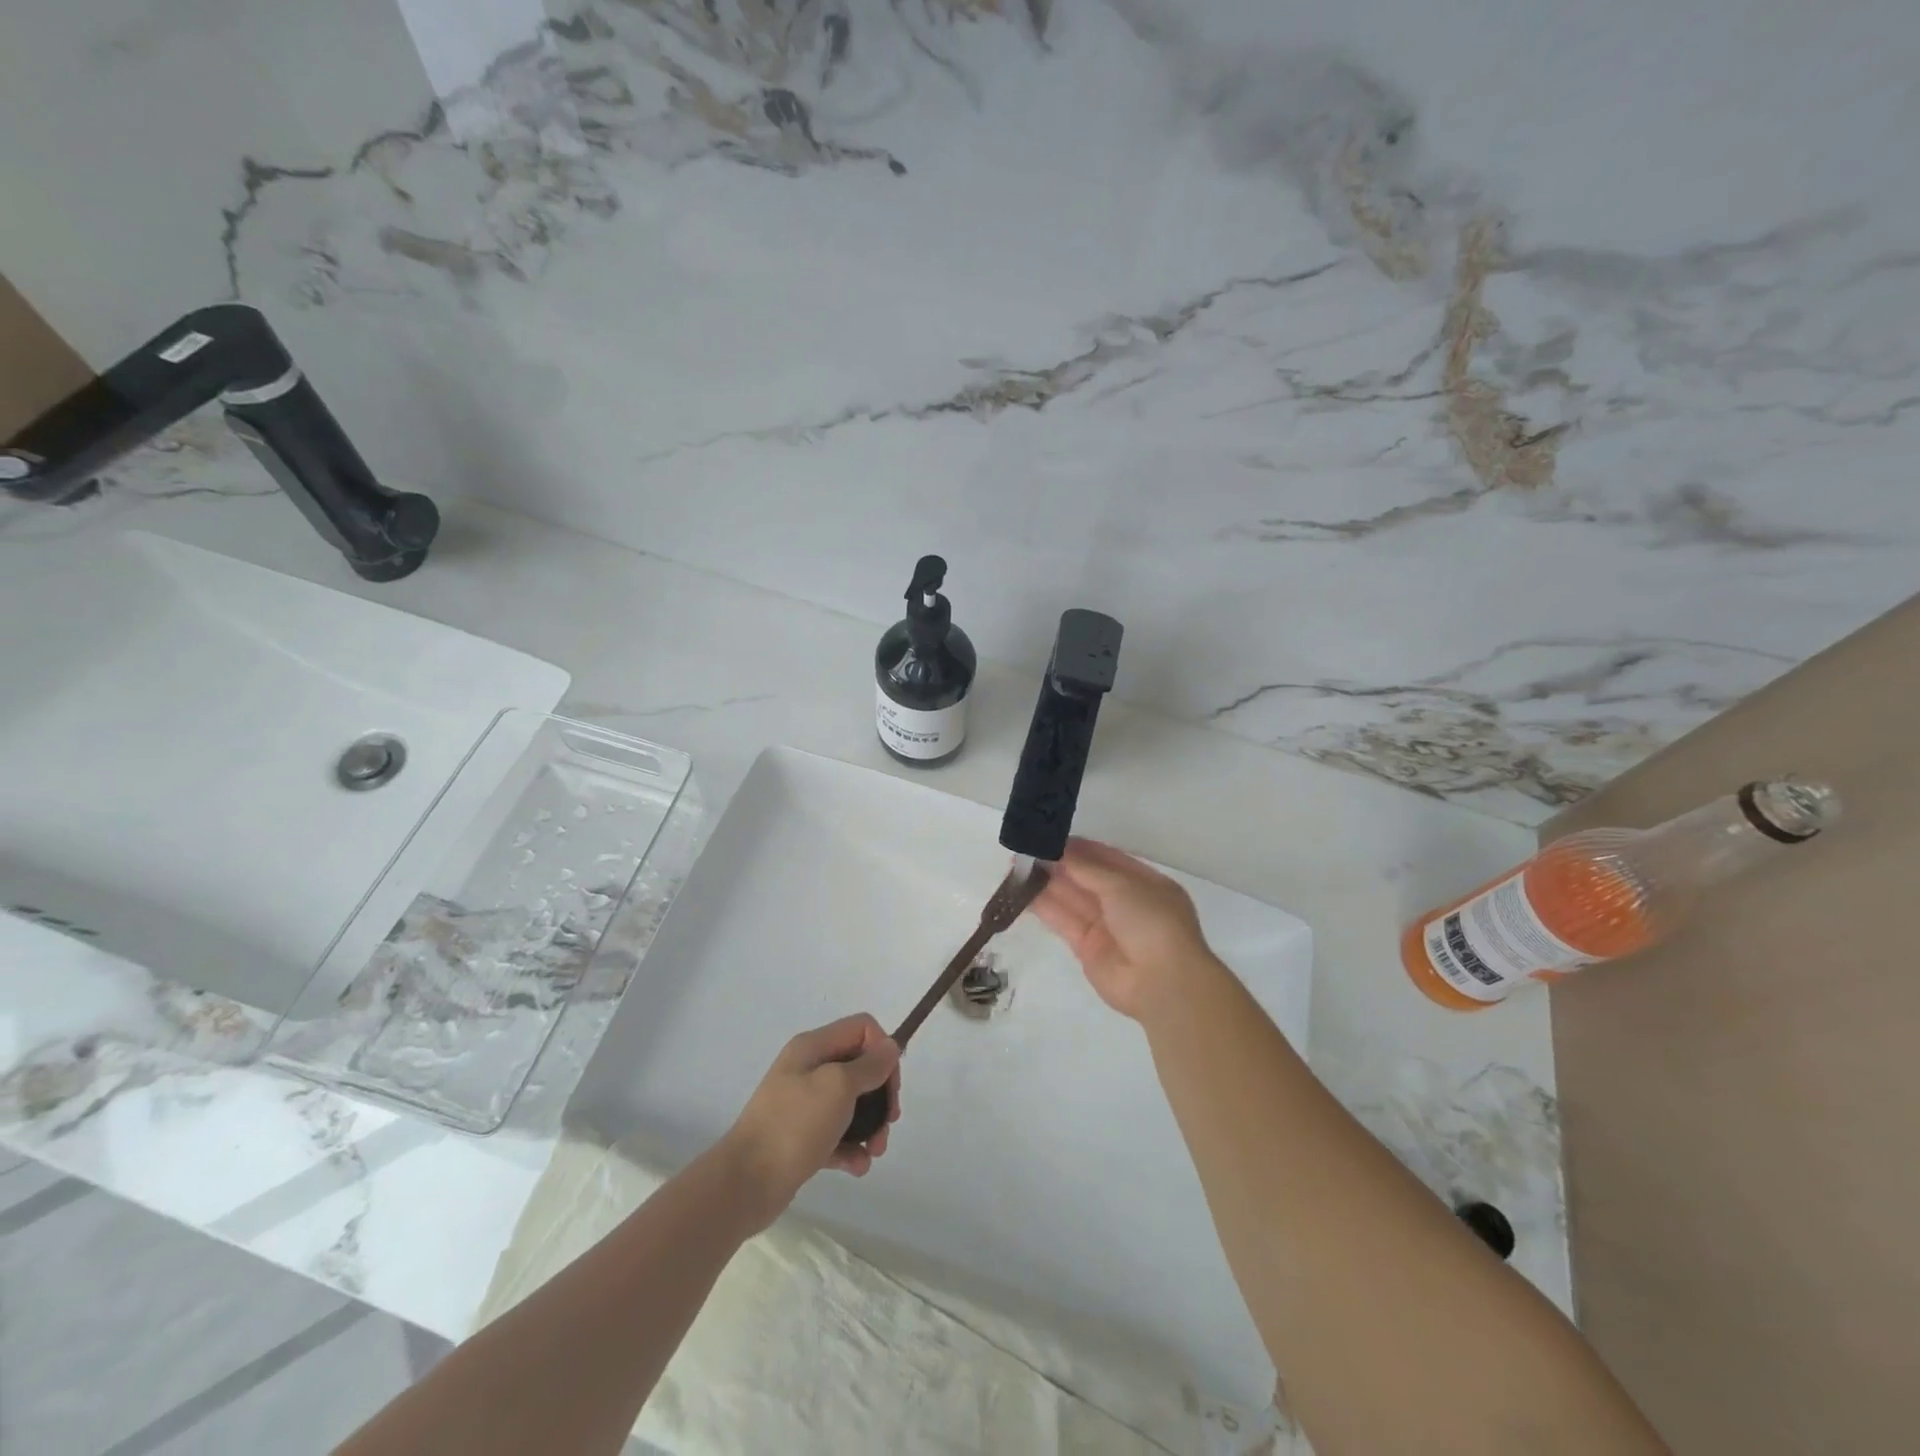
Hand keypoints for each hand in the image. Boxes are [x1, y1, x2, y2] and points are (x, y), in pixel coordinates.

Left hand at [720, 1013, 900, 1229]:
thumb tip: (891, 1047)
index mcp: (813, 1047)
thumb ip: (869, 1066)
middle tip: (890, 1121)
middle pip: (860, 1067)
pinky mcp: (802, 1138)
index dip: (883, 1050)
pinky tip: (858, 1166)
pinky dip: (852, 1148)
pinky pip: (837, 1135)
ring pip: (852, 1104)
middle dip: (881, 1094)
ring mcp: (804, 1105)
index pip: (862, 1029)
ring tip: (876, 1151)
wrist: (745, 1183)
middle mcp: (808, 1069)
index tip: (890, 1084)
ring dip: (871, 1125)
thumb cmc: (794, 1125)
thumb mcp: (838, 1086)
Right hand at [1030, 838, 1218, 1019]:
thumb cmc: (1151, 922)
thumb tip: (1059, 851)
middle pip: (1086, 878)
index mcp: (1144, 883)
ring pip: (1071, 899)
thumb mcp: (1123, 885)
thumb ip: (1087, 868)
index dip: (1078, 848)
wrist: (1162, 983)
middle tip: (1025, 850)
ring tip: (1017, 867)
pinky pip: (1063, 921)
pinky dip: (1044, 907)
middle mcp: (1125, 903)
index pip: (1106, 859)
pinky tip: (1021, 892)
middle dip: (1058, 864)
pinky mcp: (1087, 948)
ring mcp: (1106, 926)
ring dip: (1046, 883)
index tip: (1048, 838)